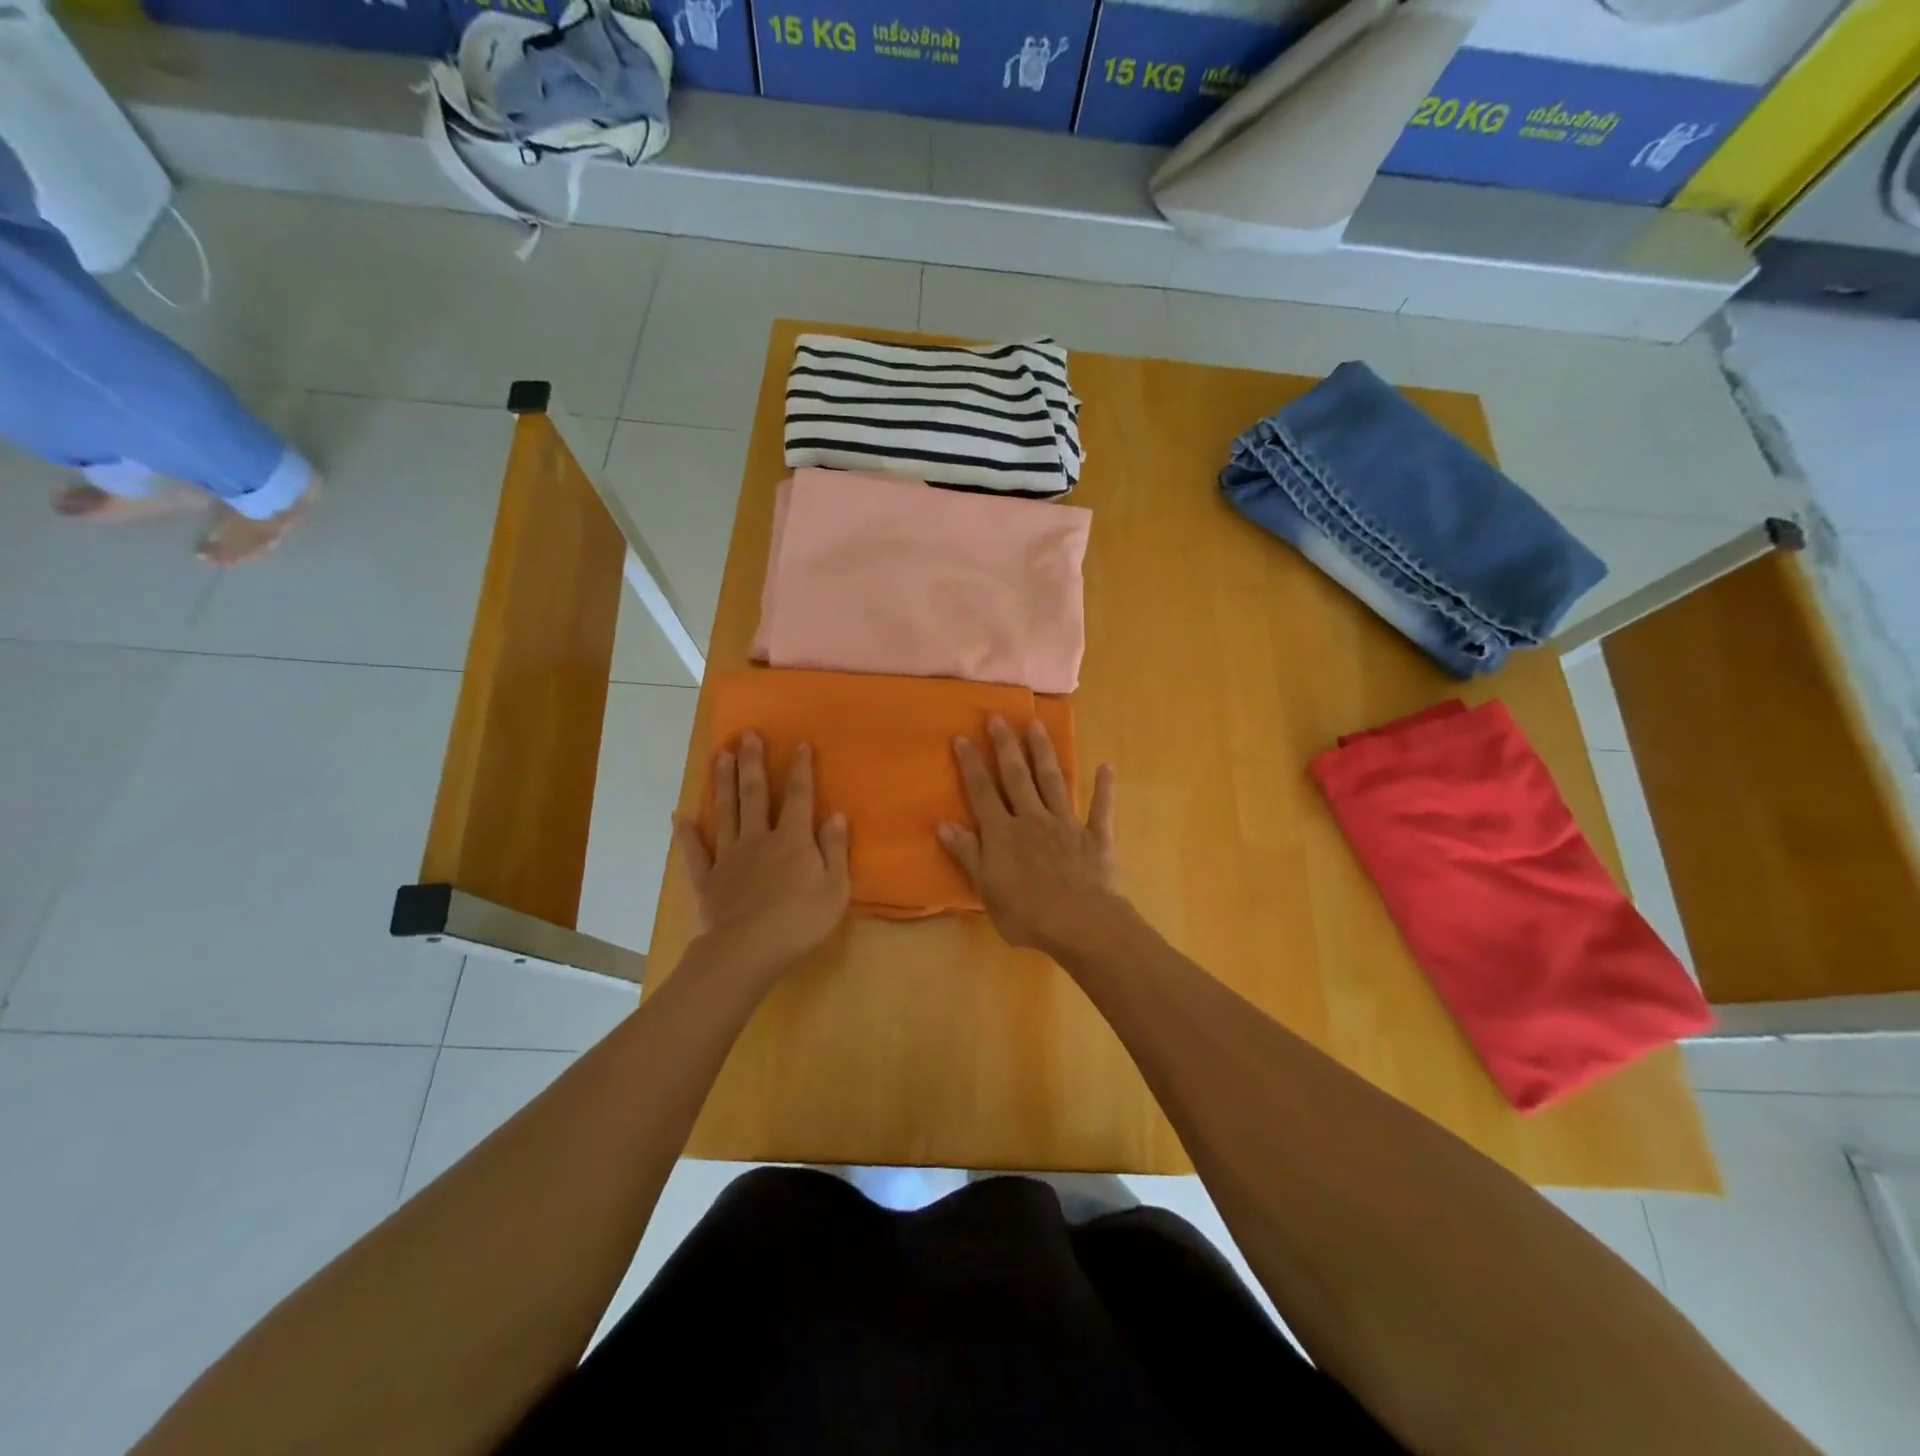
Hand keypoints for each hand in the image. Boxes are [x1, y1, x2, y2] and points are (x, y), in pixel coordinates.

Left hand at [673, 732, 850, 974]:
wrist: (747, 951)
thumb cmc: (800, 921)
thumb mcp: (835, 888)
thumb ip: (835, 849)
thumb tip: (836, 815)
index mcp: (792, 839)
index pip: (798, 797)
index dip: (800, 770)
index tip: (799, 745)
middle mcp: (758, 838)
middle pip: (754, 794)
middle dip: (753, 763)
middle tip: (748, 735)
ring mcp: (728, 856)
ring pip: (725, 812)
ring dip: (722, 783)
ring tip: (720, 755)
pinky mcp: (707, 878)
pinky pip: (694, 852)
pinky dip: (685, 834)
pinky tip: (678, 816)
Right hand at [938, 717, 1121, 955]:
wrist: (1080, 923)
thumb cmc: (1027, 913)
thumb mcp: (986, 889)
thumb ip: (967, 854)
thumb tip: (944, 824)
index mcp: (1003, 833)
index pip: (982, 792)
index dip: (971, 764)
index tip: (962, 736)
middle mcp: (1032, 818)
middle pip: (1016, 776)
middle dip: (1006, 745)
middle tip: (998, 717)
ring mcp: (1065, 824)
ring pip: (1053, 781)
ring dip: (1044, 753)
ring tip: (1037, 725)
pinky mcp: (1095, 836)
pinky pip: (1100, 808)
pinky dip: (1104, 788)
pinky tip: (1107, 766)